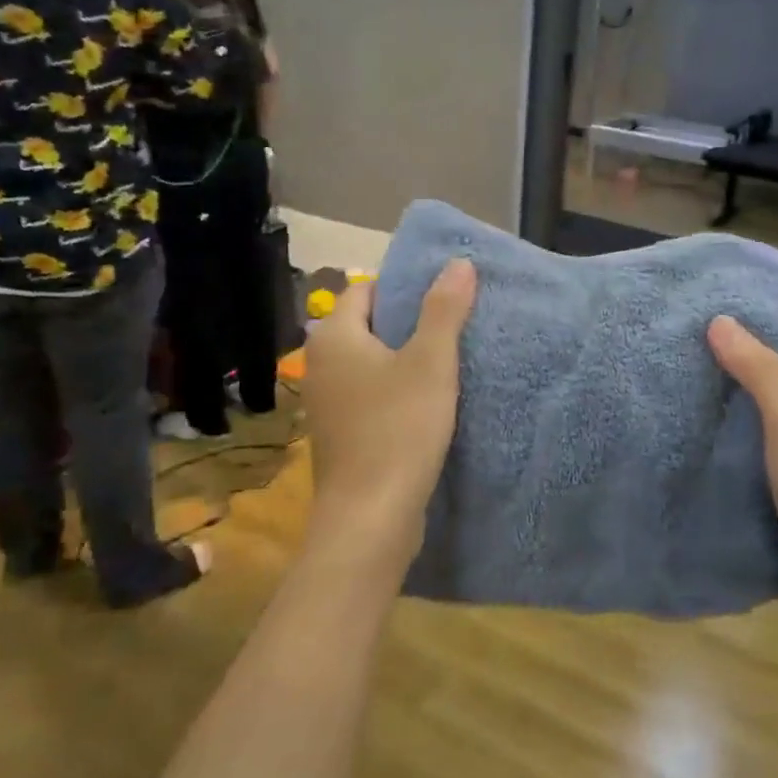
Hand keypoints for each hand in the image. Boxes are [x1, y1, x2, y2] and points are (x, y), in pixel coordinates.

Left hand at [304, 260, 476, 549]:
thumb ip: (444, 308)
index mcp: (334, 337)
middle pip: (370, 327)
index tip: (446, 298)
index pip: (367, 290)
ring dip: (406, 361)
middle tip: (456, 327)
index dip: (406, 288)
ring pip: (371, 365)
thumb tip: (458, 261)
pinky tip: (430, 405)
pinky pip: (371, 396)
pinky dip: (396, 393)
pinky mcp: (340, 435)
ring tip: (451, 363)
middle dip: (410, 324)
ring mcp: (327, 403)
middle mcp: (320, 364)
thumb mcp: (431, 362)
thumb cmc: (399, 428)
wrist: (370, 516)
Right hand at [708, 318, 777, 653]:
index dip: (761, 330)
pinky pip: (751, 472)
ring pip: (760, 433)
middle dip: (732, 375)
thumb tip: (721, 320)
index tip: (710, 316)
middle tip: (677, 353)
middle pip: (777, 390)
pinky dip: (723, 461)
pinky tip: (683, 447)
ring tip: (670, 392)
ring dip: (723, 420)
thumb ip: (758, 370)